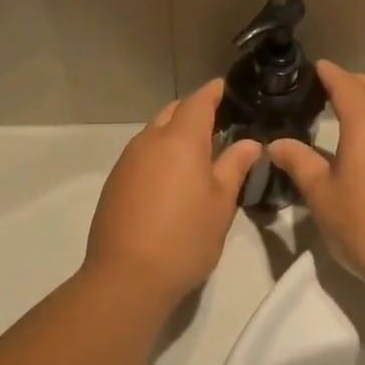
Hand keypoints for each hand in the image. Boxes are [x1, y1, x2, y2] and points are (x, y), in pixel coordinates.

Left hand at [85, 79, 261, 305]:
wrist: (126, 277)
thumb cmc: (184, 238)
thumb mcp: (221, 204)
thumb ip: (234, 167)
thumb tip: (249, 143)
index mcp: (180, 140)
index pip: (198, 102)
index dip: (213, 92)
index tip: (225, 87)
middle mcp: (149, 142)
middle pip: (172, 112)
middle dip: (193, 111)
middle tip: (217, 122)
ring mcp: (127, 162)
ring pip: (153, 133)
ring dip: (174, 133)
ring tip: (197, 151)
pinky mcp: (115, 183)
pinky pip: (141, 154)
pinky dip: (159, 153)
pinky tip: (171, 177)